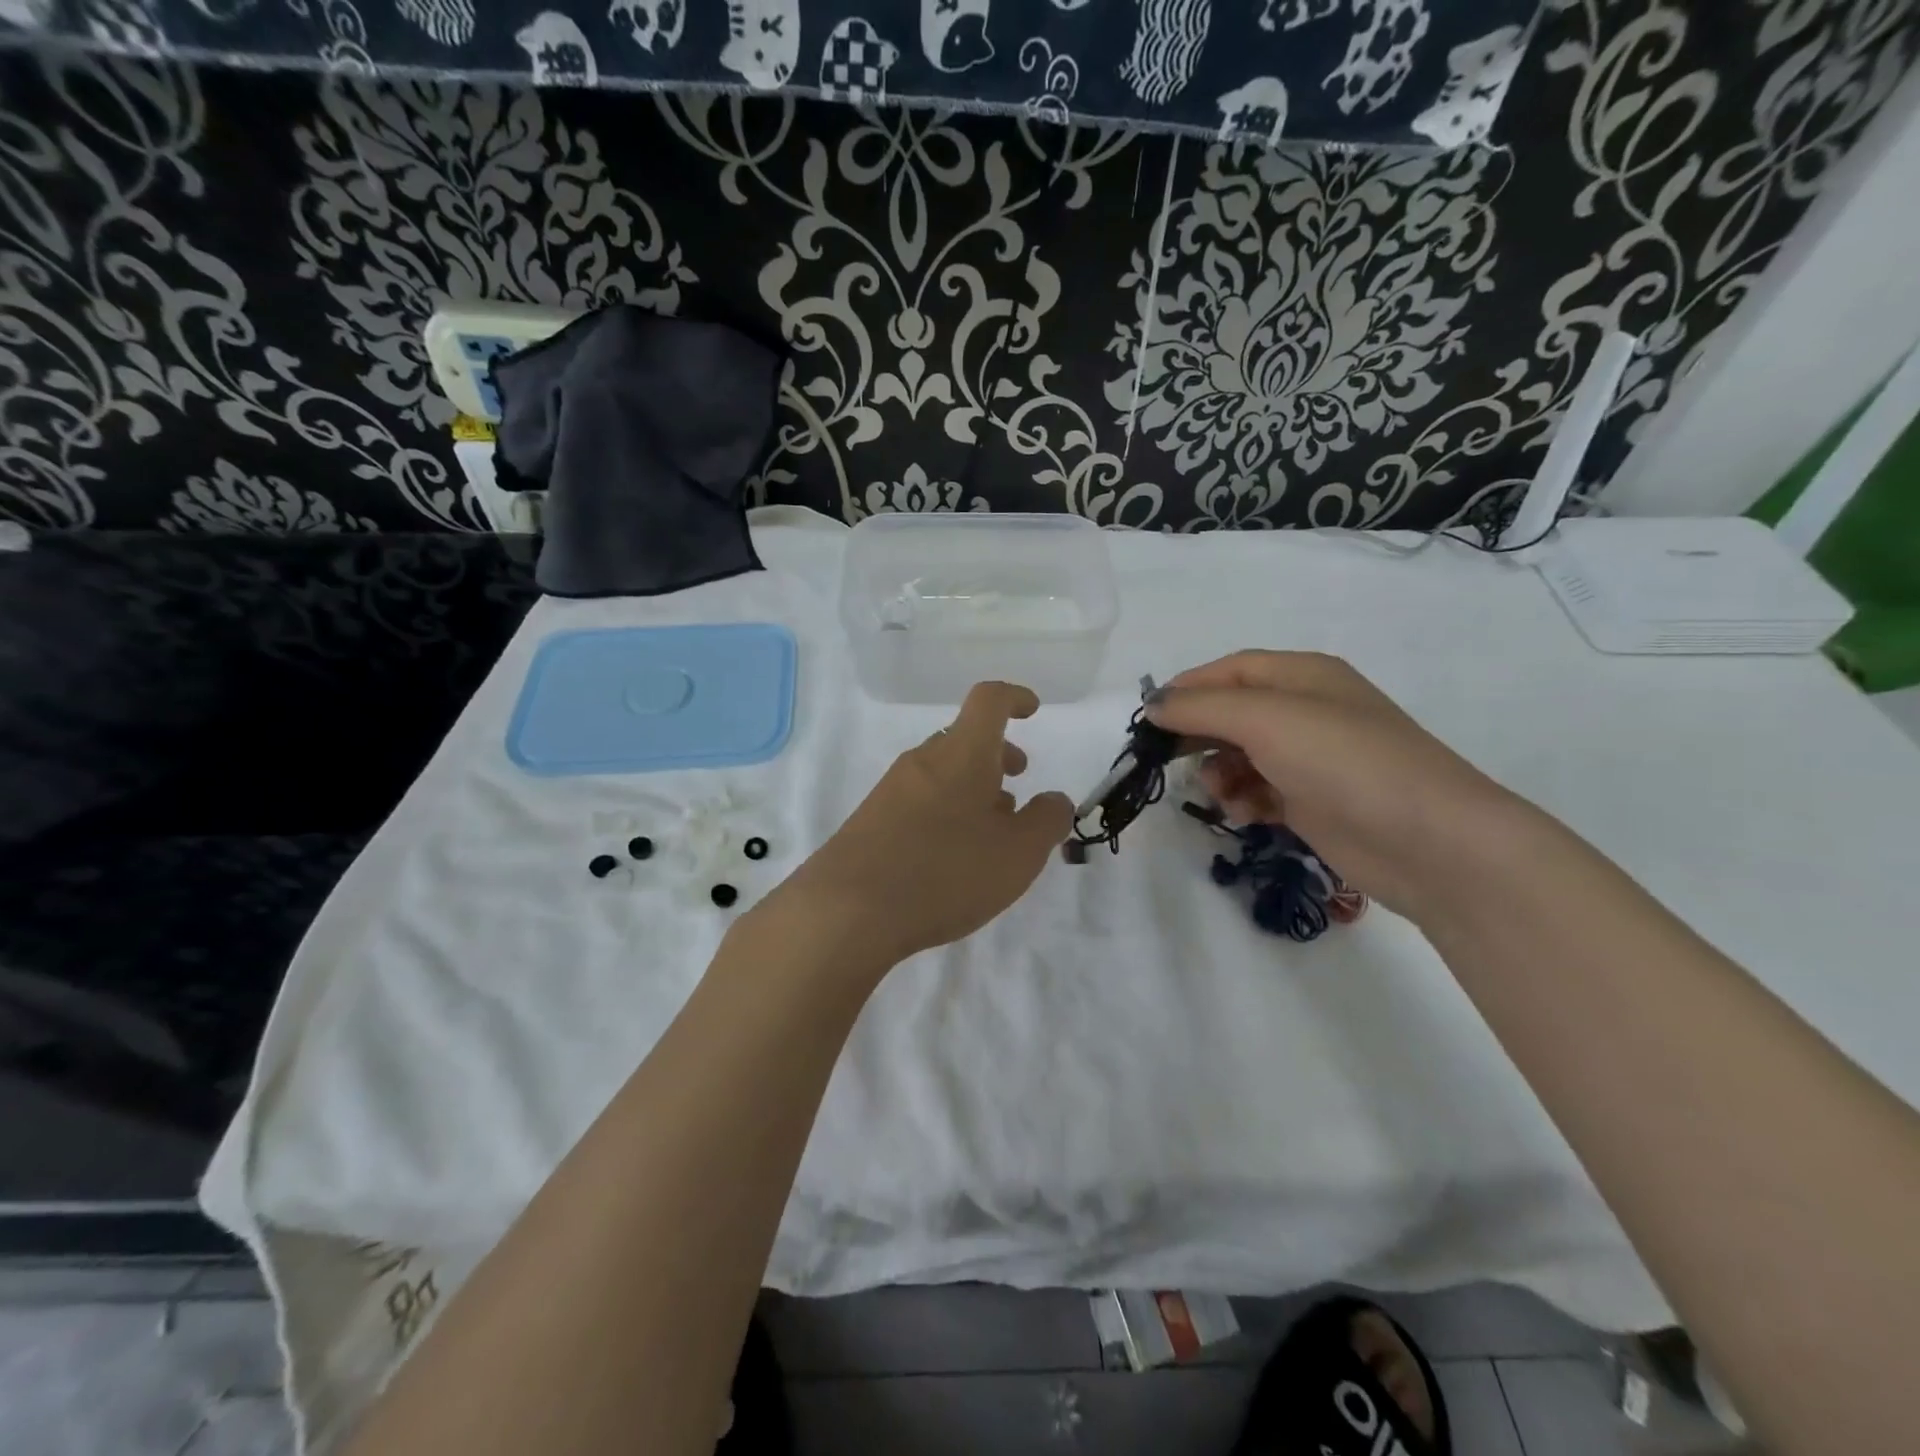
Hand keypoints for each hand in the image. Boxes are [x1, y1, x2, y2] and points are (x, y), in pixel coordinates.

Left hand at [769, 682, 1074, 965]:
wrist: (848, 910)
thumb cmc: (945, 873)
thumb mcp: (1018, 854)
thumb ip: (1047, 821)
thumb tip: (1055, 800)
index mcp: (962, 753)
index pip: (989, 700)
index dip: (1015, 698)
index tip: (1033, 711)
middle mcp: (923, 760)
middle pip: (964, 738)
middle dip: (996, 755)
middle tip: (1017, 783)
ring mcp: (891, 789)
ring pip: (942, 771)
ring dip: (972, 787)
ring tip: (990, 830)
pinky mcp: (871, 819)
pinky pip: (919, 798)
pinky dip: (945, 810)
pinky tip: (951, 855)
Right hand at [1147, 651, 1519, 919]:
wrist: (1429, 842)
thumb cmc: (1344, 762)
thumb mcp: (1266, 720)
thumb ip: (1201, 708)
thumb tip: (1153, 704)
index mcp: (1302, 676)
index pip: (1229, 670)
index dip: (1186, 689)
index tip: (1148, 719)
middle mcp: (1306, 711)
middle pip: (1231, 713)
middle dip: (1199, 736)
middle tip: (1165, 761)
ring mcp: (1310, 759)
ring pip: (1239, 756)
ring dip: (1219, 774)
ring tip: (1223, 794)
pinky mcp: (1312, 802)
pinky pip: (1258, 791)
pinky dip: (1244, 800)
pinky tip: (1247, 815)